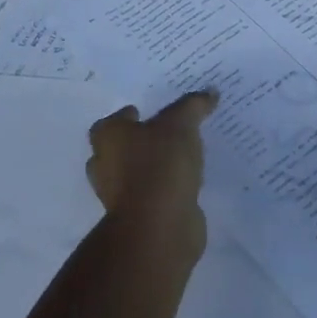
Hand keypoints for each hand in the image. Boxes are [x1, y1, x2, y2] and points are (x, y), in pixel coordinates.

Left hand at [86, 89, 218, 246]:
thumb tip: (210, 92)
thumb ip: (193, 105)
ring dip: (153, 167)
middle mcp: (105, 166)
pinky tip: (187, 181)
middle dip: (138, 142)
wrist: (158, 225)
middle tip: (166, 132)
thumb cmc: (159, 164)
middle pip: (119, 149)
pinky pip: (153, 194)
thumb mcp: (181, 124)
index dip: (129, 116)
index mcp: (108, 138)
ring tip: (182, 156)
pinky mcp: (139, 217)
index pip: (112, 121)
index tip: (148, 112)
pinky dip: (165, 188)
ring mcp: (120, 195)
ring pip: (136, 173)